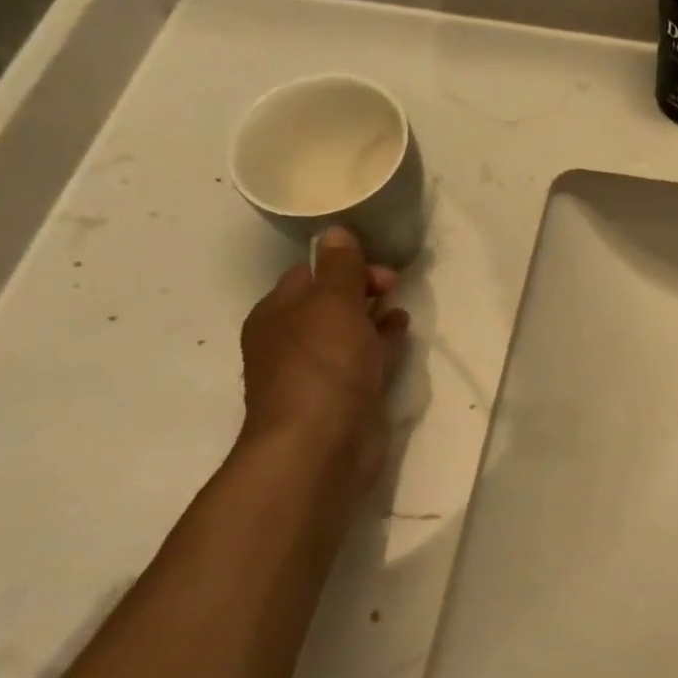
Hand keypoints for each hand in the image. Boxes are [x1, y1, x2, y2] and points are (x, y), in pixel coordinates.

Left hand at [238, 227, 409, 501]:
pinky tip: (401, 333)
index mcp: (277, 315)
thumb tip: (335, 232)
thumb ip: (340, 267)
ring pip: (349, 331)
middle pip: (329, 302)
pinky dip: (382, 342)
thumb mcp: (333, 303)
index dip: (344, 263)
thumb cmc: (323, 365)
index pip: (308, 274)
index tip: (379, 265)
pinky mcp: (345, 396)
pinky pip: (365, 358)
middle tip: (395, 283)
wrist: (322, 445)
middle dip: (361, 288)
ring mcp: (318, 372)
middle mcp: (291, 341)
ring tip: (400, 304)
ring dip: (373, 315)